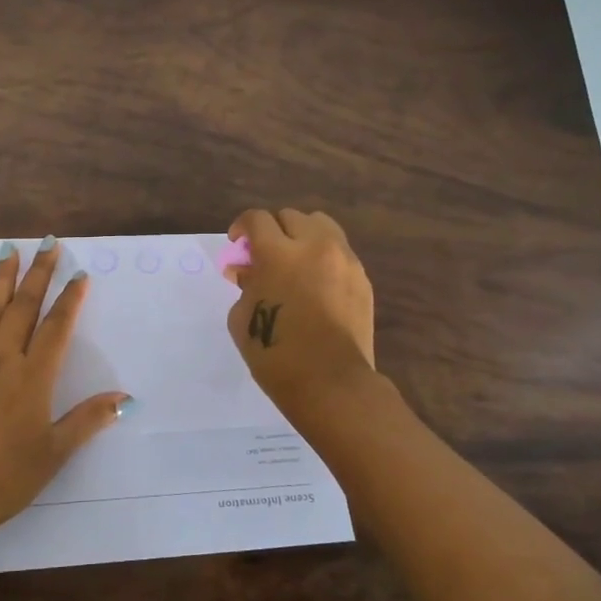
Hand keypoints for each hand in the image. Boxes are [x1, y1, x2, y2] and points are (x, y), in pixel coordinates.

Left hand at [0, 240, 128, 541]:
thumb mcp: (53, 453)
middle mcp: (3, 360)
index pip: (56, 326)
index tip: (79, 274)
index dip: (70, 298)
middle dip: (37, 273)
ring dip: (2, 277)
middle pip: (23, 306)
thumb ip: (87, 420)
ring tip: (9, 249)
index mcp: (33, 377)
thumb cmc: (5, 477)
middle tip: (47, 243)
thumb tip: (126, 398)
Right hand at [224, 208, 375, 413]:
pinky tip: (315, 283)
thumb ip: (245, 284)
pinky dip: (323, 256)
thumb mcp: (242, 318)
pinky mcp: (362, 278)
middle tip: (264, 255)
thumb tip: (246, 270)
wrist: (331, 384)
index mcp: (278, 253)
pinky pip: (340, 251)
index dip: (242, 227)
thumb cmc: (276, 354)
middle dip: (272, 230)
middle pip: (291, 216)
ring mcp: (344, 260)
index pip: (257, 219)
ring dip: (301, 236)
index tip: (237, 244)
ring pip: (321, 226)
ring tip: (293, 261)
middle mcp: (314, 246)